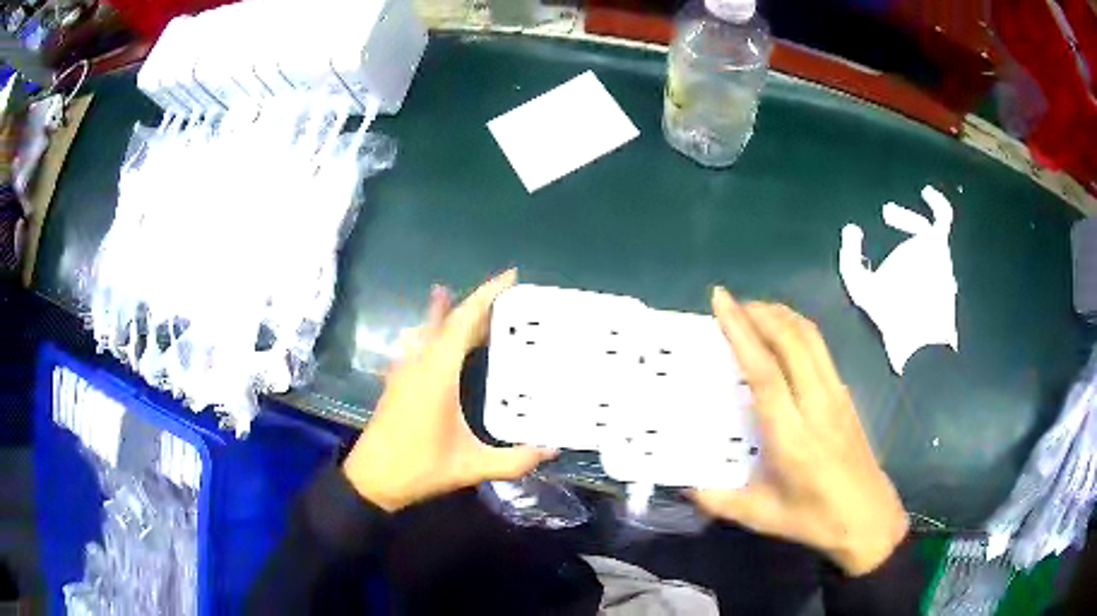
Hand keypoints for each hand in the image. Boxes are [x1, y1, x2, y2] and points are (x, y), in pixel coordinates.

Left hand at [342, 270, 555, 511]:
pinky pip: (421, 344)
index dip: (487, 295)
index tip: (511, 276)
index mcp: (438, 373)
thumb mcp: (471, 466)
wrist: (372, 479)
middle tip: (509, 299)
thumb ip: (515, 459)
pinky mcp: (398, 381)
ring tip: (477, 308)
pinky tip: (441, 340)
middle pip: (449, 320)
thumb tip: (553, 449)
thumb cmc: (419, 467)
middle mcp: (420, 362)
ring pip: (431, 329)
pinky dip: (438, 333)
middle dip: (478, 304)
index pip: (464, 320)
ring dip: (454, 315)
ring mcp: (405, 370)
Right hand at [693, 288, 908, 575]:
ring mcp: (836, 395)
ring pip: (811, 338)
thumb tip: (685, 483)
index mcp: (792, 437)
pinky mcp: (846, 394)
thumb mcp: (761, 516)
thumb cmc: (814, 519)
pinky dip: (798, 328)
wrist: (868, 517)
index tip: (721, 300)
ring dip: (781, 315)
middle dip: (760, 312)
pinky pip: (821, 348)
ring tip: (754, 310)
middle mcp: (817, 405)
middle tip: (731, 303)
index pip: (765, 372)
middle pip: (791, 341)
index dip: (741, 332)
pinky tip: (784, 335)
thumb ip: (719, 500)